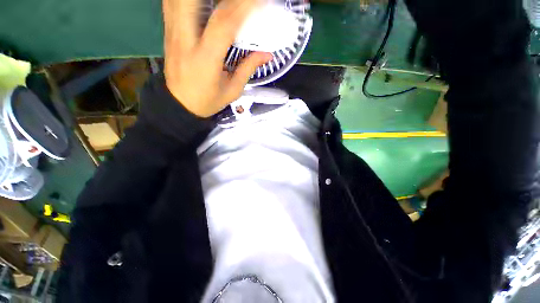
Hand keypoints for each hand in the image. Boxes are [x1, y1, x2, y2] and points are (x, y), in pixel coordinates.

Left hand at [163, 0, 272, 117]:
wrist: (180, 104)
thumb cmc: (208, 100)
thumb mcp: (232, 90)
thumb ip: (248, 68)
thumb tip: (267, 54)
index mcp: (205, 58)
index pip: (223, 24)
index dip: (242, 6)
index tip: (259, 1)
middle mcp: (185, 40)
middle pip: (192, 0)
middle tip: (238, 0)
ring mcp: (172, 33)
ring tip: (220, 0)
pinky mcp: (167, 31)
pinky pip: (171, 2)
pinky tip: (201, 1)